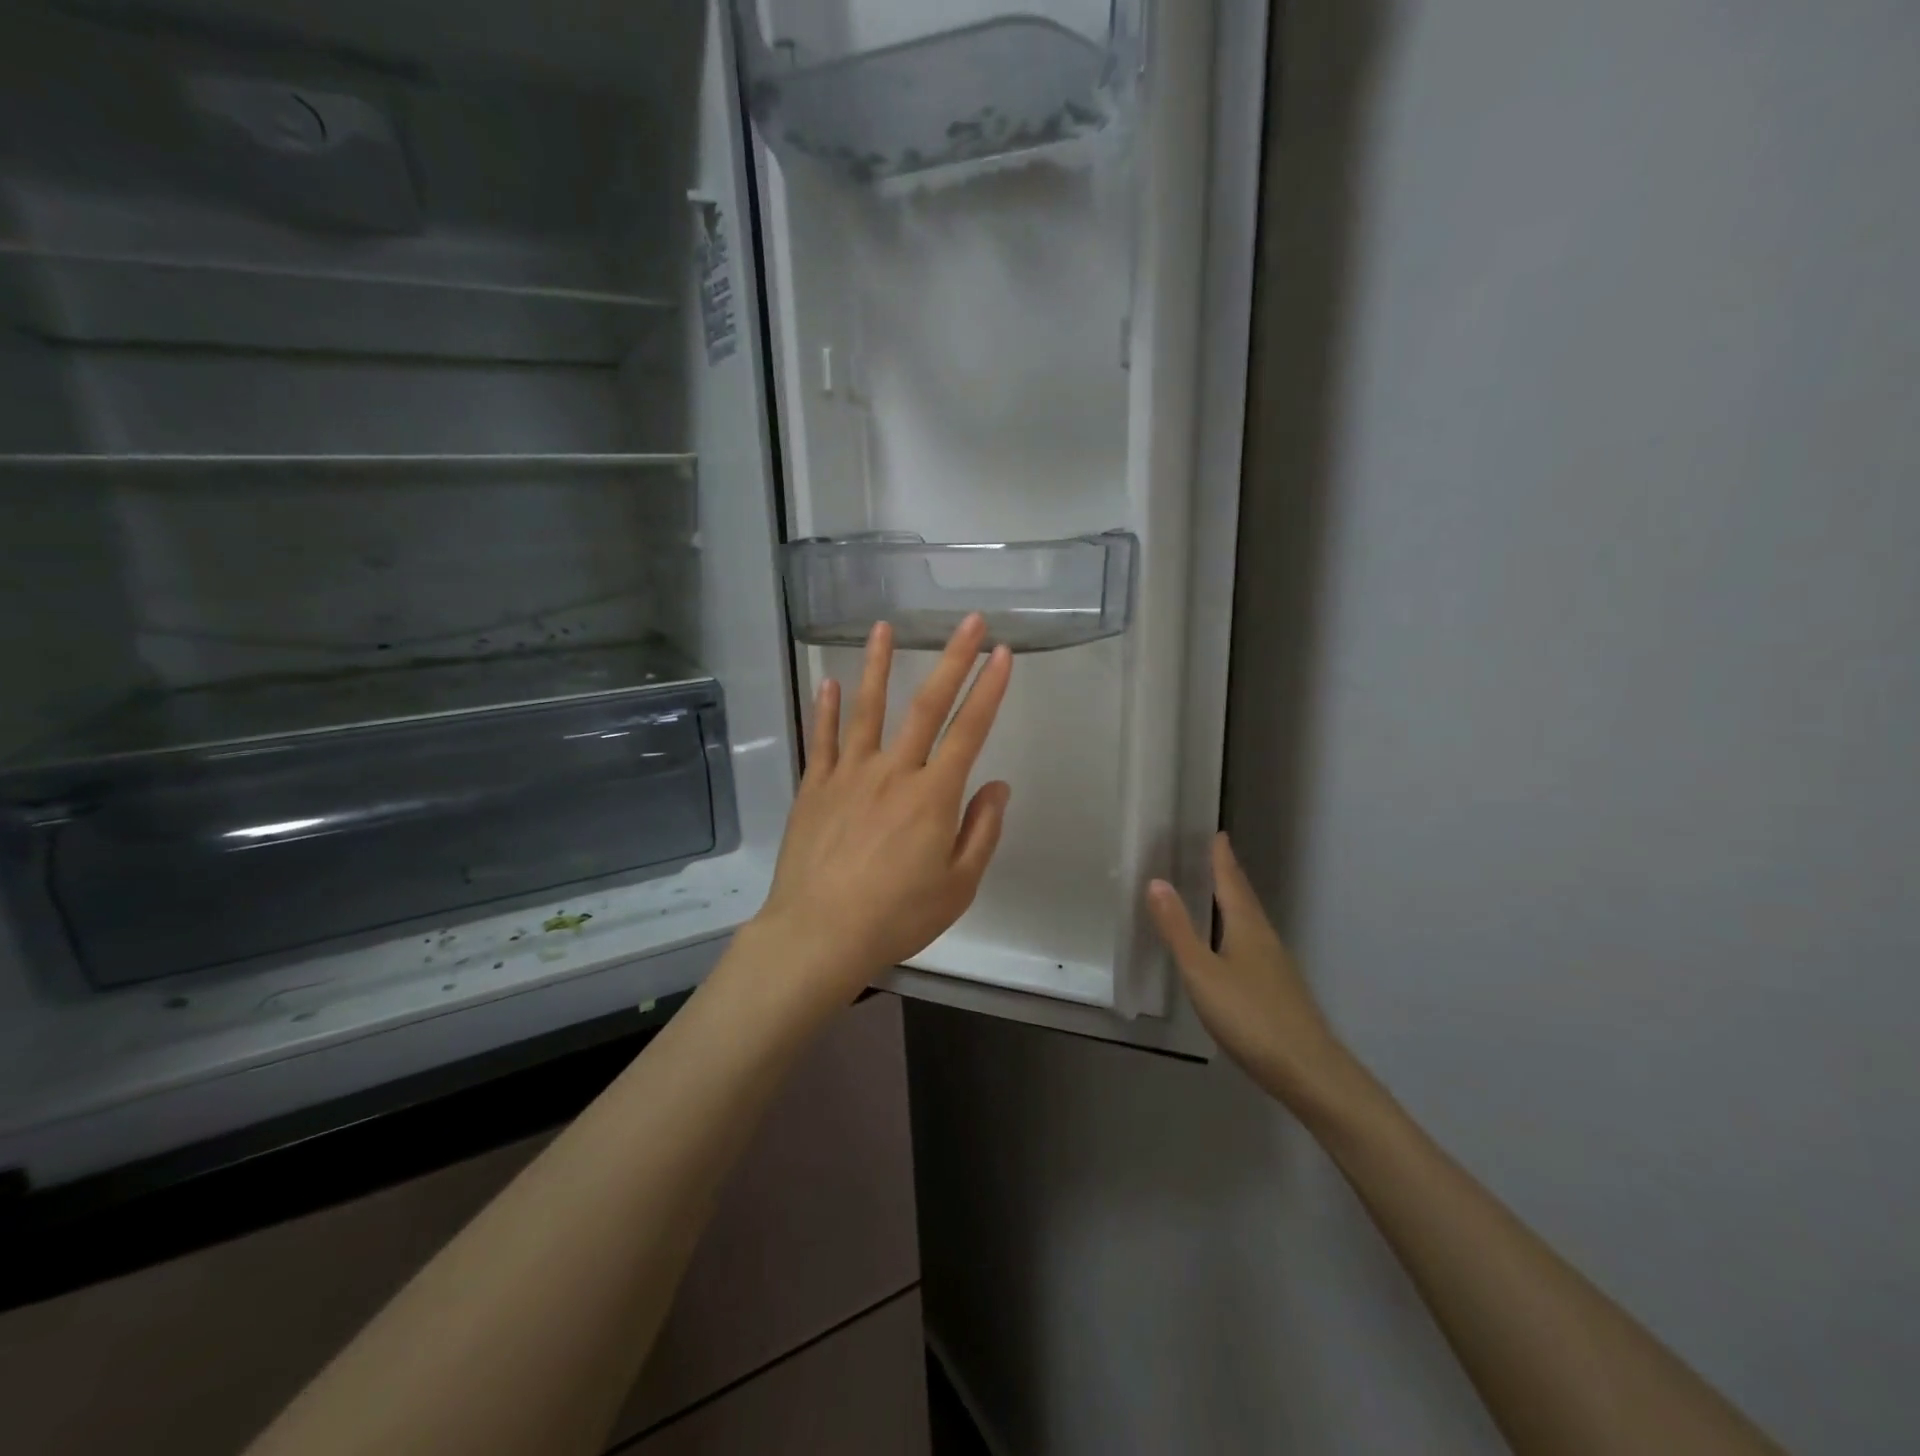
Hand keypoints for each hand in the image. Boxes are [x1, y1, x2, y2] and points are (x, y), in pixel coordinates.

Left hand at [751, 614, 1012, 1005]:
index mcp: (934, 795)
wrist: (820, 934)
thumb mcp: (958, 885)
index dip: (989, 689)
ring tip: (883, 627)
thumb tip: (997, 786)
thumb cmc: (897, 916)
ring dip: (877, 665)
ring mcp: (849, 775)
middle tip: (969, 622)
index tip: (1002, 654)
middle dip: (952, 660)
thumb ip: (982, 831)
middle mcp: (894, 772)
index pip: (969, 730)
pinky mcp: (815, 787)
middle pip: (926, 706)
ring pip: (867, 709)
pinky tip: (828, 682)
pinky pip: (822, 740)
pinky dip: (826, 710)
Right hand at [1147, 833, 1359, 1114]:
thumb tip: (1156, 881)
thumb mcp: (1202, 972)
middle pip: (1245, 899)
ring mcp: (1276, 966)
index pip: (1231, 883)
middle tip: (1215, 856)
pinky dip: (1239, 931)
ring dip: (1235, 903)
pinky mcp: (1279, 990)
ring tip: (1219, 894)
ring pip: (1252, 922)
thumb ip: (1178, 929)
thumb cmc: (1249, 1016)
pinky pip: (1254, 944)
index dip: (1222, 859)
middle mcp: (1265, 939)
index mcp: (1247, 927)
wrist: (1308, 1070)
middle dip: (1229, 877)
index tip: (1218, 834)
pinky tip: (1232, 948)